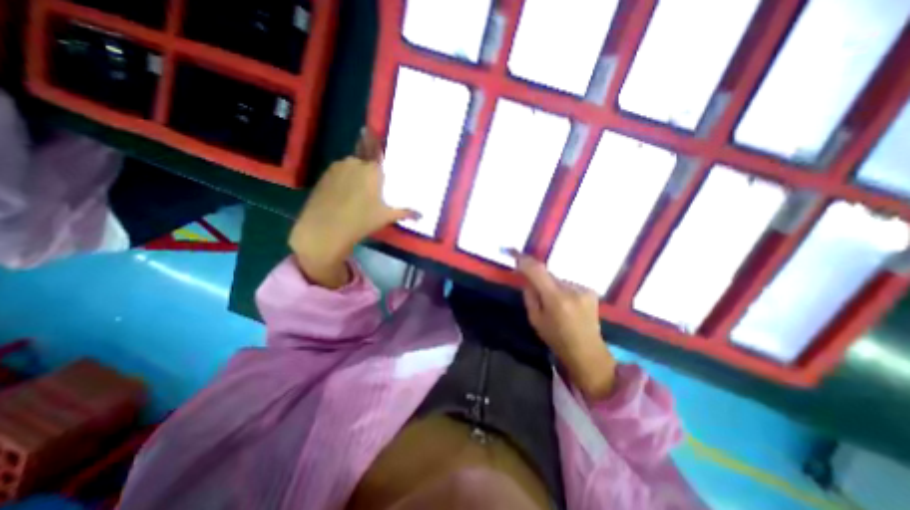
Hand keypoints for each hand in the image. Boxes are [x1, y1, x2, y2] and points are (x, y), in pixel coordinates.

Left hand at [289, 129, 415, 288]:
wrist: (325, 228)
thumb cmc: (361, 220)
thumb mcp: (385, 217)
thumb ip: (405, 213)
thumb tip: (422, 215)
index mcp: (371, 170)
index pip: (374, 147)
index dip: (373, 138)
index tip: (369, 128)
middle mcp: (354, 163)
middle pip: (362, 157)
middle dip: (366, 164)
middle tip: (370, 179)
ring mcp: (336, 168)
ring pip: (350, 166)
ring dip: (355, 173)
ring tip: (357, 191)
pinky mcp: (324, 176)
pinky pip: (338, 173)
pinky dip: (343, 179)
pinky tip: (344, 193)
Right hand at [511, 251, 617, 401]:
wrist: (587, 351)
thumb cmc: (556, 339)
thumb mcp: (535, 319)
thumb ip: (530, 296)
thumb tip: (526, 279)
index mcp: (555, 299)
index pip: (537, 271)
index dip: (524, 260)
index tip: (513, 253)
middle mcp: (571, 289)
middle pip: (548, 275)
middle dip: (539, 279)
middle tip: (535, 290)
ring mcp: (583, 289)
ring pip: (558, 280)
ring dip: (552, 286)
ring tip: (554, 304)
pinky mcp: (590, 290)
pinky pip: (568, 284)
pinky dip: (563, 290)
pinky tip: (566, 305)